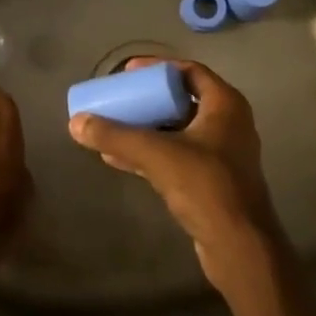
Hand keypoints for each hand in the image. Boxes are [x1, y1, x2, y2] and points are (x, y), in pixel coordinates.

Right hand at [68, 58, 281, 290]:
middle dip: (147, 99)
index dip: (158, 68)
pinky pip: (176, 156)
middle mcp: (228, 124)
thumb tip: (75, 122)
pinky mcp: (212, 181)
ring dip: (145, 128)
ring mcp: (222, 155)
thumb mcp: (156, 154)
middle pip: (181, 100)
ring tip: (111, 127)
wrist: (240, 247)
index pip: (190, 71)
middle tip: (119, 98)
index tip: (128, 73)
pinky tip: (117, 158)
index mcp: (225, 105)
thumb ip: (115, 136)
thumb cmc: (206, 186)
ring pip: (177, 130)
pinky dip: (150, 152)